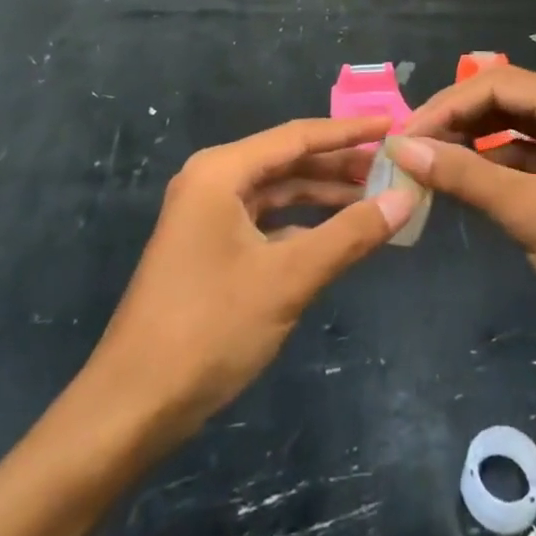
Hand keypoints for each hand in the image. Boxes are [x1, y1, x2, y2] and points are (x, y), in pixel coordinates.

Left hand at [76, 118, 415, 450]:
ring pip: (278, 192)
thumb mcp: (289, 278)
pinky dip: (302, 224)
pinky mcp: (209, 248)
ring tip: (376, 196)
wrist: (130, 408)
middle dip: (340, 164)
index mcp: (222, 171)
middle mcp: (212, 182)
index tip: (393, 127)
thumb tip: (405, 199)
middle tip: (394, 166)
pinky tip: (337, 234)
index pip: (298, 136)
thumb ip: (350, 234)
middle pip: (289, 161)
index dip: (350, 131)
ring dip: (324, 194)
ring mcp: (207, 216)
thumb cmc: (209, 328)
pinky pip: (266, 221)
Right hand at [388, 68, 535, 357]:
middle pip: (503, 97)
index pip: (495, 83)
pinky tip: (464, 180)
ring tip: (426, 162)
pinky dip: (494, 163)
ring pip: (512, 124)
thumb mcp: (532, 213)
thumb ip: (466, 176)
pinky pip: (527, 151)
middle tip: (409, 149)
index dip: (444, 107)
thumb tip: (403, 148)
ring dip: (471, 141)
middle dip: (455, 121)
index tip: (402, 138)